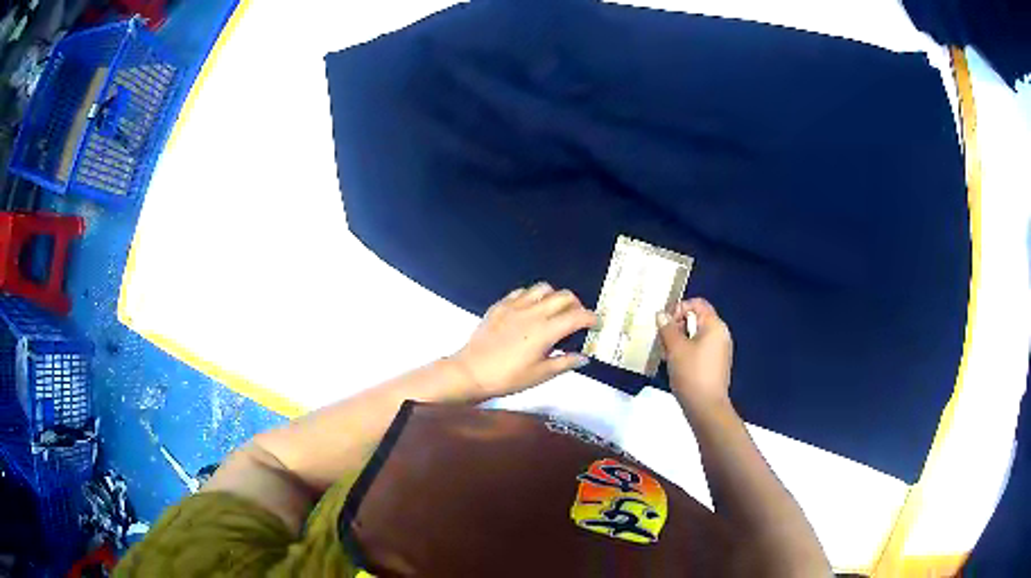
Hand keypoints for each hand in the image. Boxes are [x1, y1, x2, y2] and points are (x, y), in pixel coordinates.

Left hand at [451, 282, 597, 399]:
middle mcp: (533, 312)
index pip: (577, 316)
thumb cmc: (508, 377)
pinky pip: (521, 292)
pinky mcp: (500, 306)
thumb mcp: (541, 375)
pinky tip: (531, 309)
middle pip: (564, 296)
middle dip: (577, 305)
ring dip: (554, 296)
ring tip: (554, 311)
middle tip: (577, 319)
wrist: (471, 372)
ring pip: (543, 288)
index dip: (592, 318)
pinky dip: (532, 296)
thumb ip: (565, 362)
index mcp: (546, 330)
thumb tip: (584, 357)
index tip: (596, 323)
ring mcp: (515, 306)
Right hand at [656, 298, 733, 410]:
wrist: (706, 407)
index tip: (665, 324)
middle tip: (663, 340)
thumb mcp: (675, 349)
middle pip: (697, 319)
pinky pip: (700, 349)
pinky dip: (687, 351)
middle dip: (677, 326)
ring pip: (697, 335)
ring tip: (667, 354)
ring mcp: (720, 350)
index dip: (679, 308)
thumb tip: (661, 314)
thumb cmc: (692, 374)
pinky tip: (676, 365)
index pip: (698, 304)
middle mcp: (720, 334)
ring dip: (680, 340)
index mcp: (714, 326)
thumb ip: (667, 328)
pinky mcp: (716, 364)